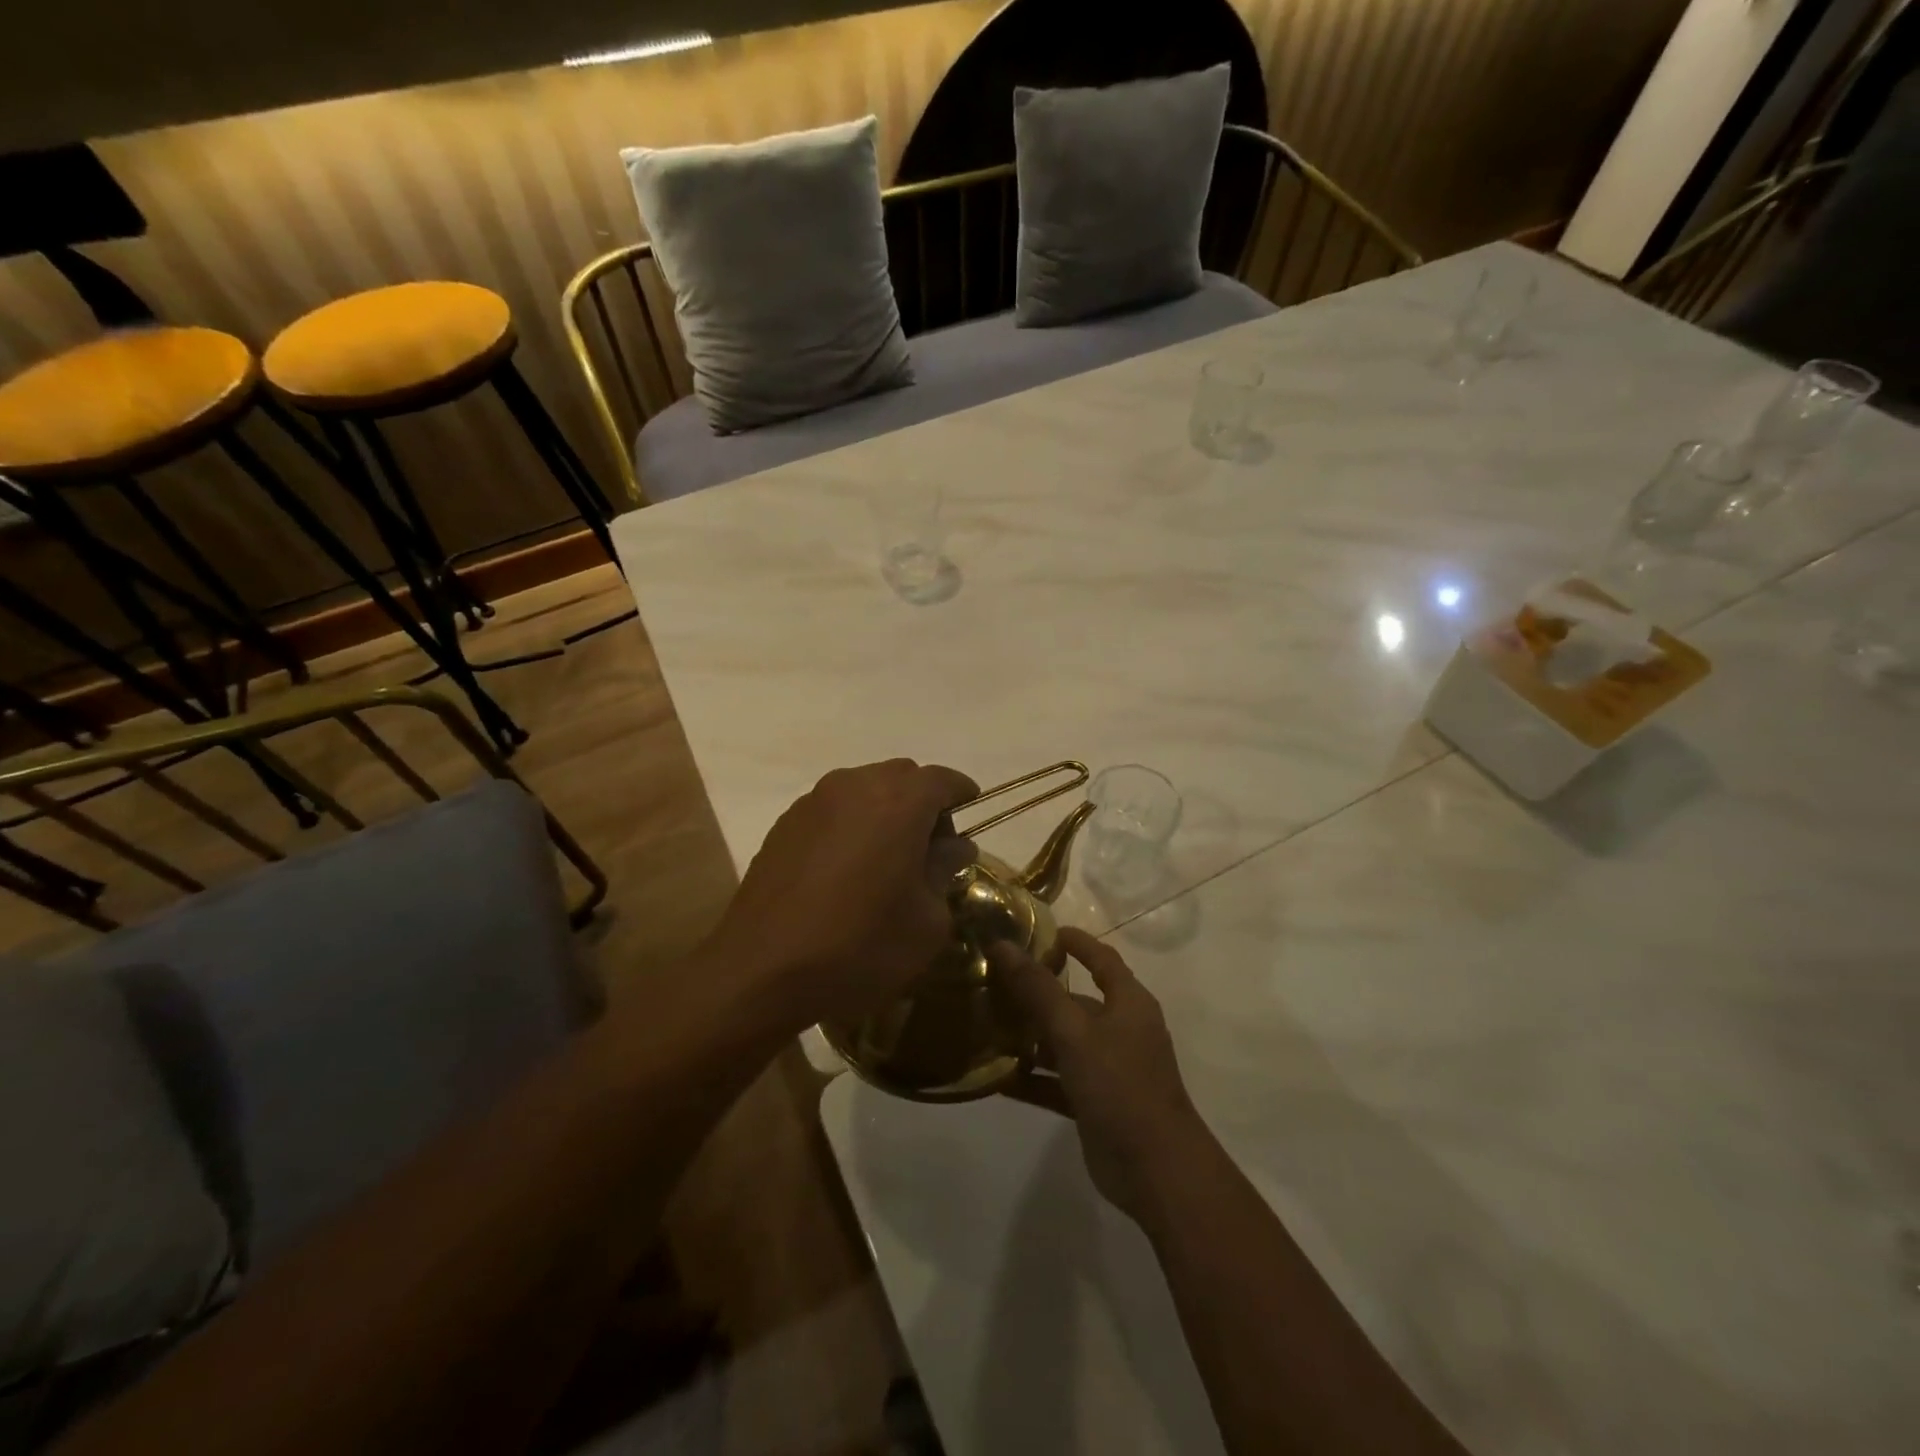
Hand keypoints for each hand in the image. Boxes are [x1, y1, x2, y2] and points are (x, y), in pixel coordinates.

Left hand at [707, 759, 977, 1026]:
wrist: (763, 969)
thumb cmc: (860, 945)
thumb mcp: (926, 921)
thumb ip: (945, 871)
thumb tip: (954, 847)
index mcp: (898, 802)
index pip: (941, 779)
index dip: (961, 792)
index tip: (971, 811)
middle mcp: (855, 786)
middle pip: (902, 777)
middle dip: (923, 801)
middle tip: (930, 846)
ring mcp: (814, 802)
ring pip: (864, 788)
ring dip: (885, 810)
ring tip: (887, 857)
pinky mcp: (785, 823)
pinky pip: (833, 808)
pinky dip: (851, 823)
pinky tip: (847, 867)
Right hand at [992, 927, 1206, 1224]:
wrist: (1156, 1170)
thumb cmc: (1120, 1084)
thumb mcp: (1073, 1031)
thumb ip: (1037, 989)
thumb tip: (1003, 945)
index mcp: (1128, 1003)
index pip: (1101, 958)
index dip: (1076, 942)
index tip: (1041, 931)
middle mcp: (1122, 1029)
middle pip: (1077, 1000)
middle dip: (1039, 992)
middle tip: (995, 982)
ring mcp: (1109, 1068)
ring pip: (1064, 1042)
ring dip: (1031, 1037)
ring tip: (987, 1025)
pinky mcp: (1096, 1103)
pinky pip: (1058, 1081)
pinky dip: (1032, 1079)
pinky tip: (996, 1078)